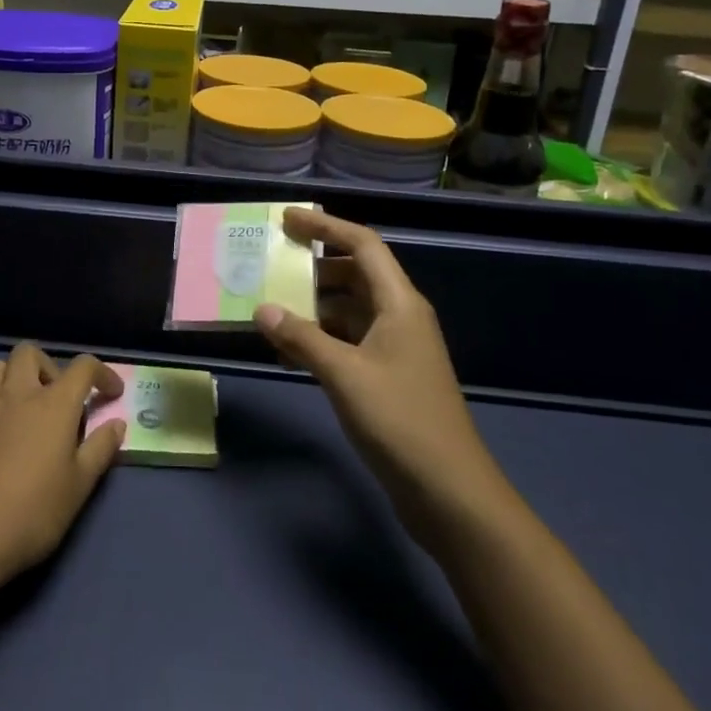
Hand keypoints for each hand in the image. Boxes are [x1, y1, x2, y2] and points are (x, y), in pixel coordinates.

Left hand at [0, 345, 124, 594]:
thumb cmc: (29, 514)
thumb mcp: (77, 488)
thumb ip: (99, 450)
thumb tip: (116, 423)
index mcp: (52, 405)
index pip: (82, 367)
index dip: (102, 373)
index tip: (111, 393)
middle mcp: (15, 394)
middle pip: (30, 353)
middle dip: (49, 366)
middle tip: (58, 400)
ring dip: (14, 378)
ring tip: (23, 412)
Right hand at [254, 208, 502, 539]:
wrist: (448, 491)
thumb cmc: (400, 421)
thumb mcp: (344, 375)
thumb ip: (301, 338)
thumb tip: (262, 309)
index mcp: (399, 303)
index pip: (363, 245)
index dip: (326, 227)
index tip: (287, 219)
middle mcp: (398, 317)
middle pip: (354, 274)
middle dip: (313, 265)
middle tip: (270, 261)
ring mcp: (393, 349)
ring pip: (347, 311)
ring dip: (311, 306)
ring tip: (268, 305)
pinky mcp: (385, 377)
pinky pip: (346, 342)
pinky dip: (317, 339)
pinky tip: (286, 351)